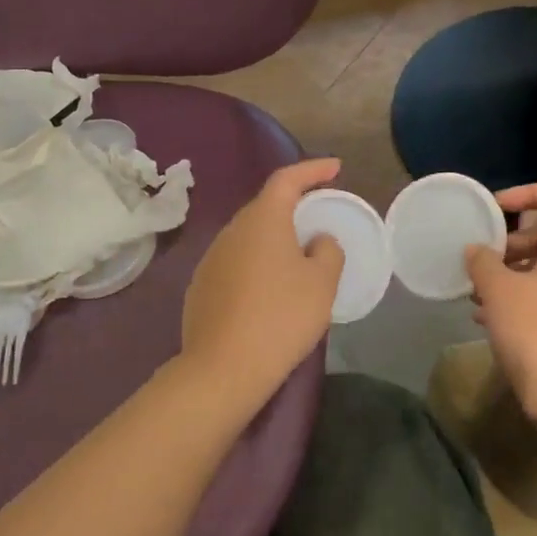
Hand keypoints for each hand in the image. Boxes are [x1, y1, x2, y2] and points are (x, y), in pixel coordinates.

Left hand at [180, 159, 344, 401]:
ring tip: (296, 256)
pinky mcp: (201, 287)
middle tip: (318, 215)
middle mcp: (231, 231)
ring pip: (248, 237)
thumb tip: (317, 241)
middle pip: (265, 207)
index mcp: (262, 220)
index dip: (313, 170)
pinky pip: (236, 263)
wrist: (224, 367)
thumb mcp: (321, 284)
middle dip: (293, 206)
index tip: (335, 168)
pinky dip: (256, 264)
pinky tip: (268, 289)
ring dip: (273, 239)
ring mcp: (211, 259)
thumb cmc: (281, 317)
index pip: (287, 179)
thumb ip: (327, 252)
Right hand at [466, 184, 536, 429]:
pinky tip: (486, 317)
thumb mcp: (498, 291)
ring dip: (508, 272)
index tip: (498, 206)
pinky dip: (516, 297)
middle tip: (481, 257)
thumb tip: (476, 250)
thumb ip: (483, 262)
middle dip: (511, 241)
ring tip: (475, 290)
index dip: (533, 192)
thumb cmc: (536, 332)